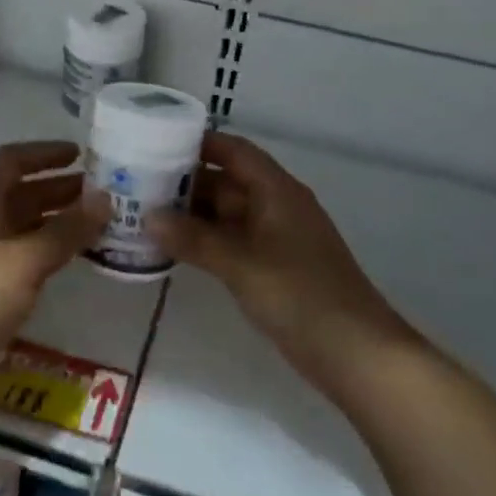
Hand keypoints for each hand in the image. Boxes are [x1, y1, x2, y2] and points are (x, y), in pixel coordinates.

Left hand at [0, 141, 107, 387]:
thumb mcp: (24, 261)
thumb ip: (66, 230)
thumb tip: (106, 198)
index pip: (9, 161)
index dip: (43, 153)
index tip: (79, 154)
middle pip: (19, 193)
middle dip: (58, 188)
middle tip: (101, 192)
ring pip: (22, 225)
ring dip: (56, 219)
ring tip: (96, 223)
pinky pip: (21, 255)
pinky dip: (47, 248)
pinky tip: (72, 258)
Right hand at [152, 133, 413, 387]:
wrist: (356, 353)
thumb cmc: (300, 295)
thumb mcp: (240, 264)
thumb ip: (194, 239)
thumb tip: (149, 216)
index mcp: (277, 190)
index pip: (235, 151)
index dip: (199, 143)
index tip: (157, 143)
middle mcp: (278, 206)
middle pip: (227, 181)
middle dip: (186, 182)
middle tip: (138, 185)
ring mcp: (278, 238)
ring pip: (228, 214)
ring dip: (193, 215)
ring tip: (146, 216)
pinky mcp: (276, 267)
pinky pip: (234, 242)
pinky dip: (206, 241)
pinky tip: (176, 250)